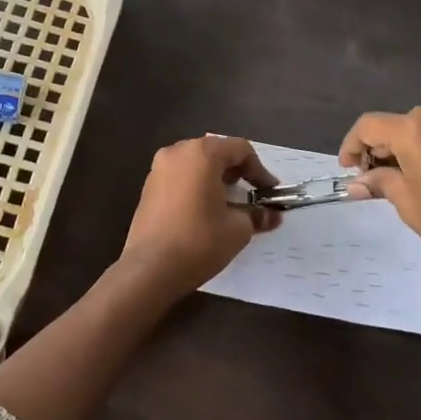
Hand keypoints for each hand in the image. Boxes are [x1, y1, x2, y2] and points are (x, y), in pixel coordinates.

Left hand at [118, 135, 280, 303]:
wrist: (149, 269)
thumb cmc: (199, 241)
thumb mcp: (237, 229)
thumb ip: (257, 215)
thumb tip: (272, 216)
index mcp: (202, 153)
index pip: (240, 149)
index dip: (260, 170)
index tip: (270, 192)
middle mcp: (178, 151)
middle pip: (216, 152)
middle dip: (238, 172)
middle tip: (252, 195)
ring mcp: (158, 168)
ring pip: (196, 164)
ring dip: (216, 179)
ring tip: (229, 204)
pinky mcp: (148, 187)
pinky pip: (180, 177)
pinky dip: (196, 186)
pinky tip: (204, 211)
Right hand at [340, 108, 420, 297]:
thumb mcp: (408, 203)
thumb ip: (381, 182)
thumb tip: (358, 182)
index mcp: (416, 130)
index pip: (371, 125)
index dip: (353, 145)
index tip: (348, 170)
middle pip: (400, 124)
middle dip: (382, 146)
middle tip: (374, 177)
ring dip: (409, 147)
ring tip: (404, 179)